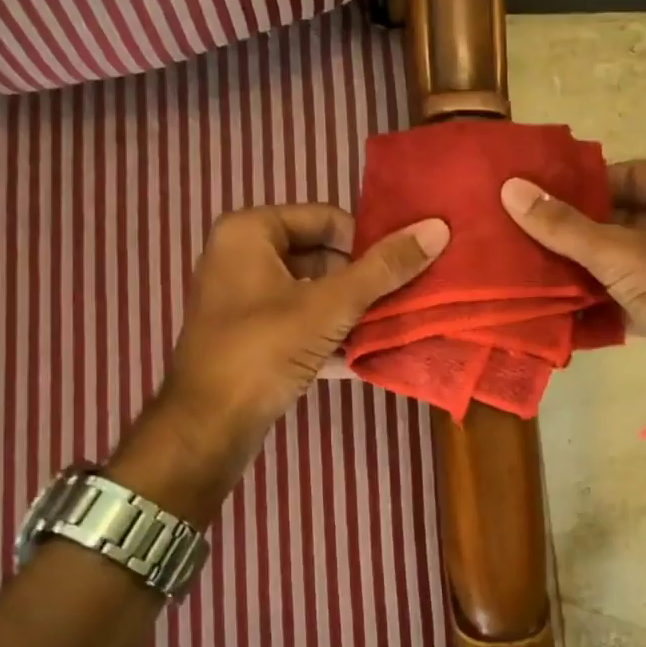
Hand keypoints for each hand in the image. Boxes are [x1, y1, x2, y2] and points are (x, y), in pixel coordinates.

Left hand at [107, 204, 447, 520]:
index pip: (326, 219)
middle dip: (362, 282)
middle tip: (400, 300)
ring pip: (313, 293)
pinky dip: (329, 335)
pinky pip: (300, 323)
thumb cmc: (264, 349)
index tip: (399, 271)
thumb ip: (384, 268)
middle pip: (321, 256)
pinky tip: (364, 355)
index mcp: (249, 232)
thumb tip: (437, 228)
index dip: (366, 243)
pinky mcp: (249, 337)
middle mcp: (240, 257)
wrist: (208, 427)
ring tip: (391, 326)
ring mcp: (242, 300)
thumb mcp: (330, 305)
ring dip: (351, 311)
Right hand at [502, 162, 645, 422]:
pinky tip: (556, 298)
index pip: (626, 174)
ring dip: (582, 262)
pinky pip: (627, 286)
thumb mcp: (621, 255)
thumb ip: (564, 226)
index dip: (581, 185)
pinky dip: (598, 293)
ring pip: (622, 253)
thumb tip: (511, 189)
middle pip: (621, 215)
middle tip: (523, 228)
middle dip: (575, 228)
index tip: (535, 195)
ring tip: (529, 260)